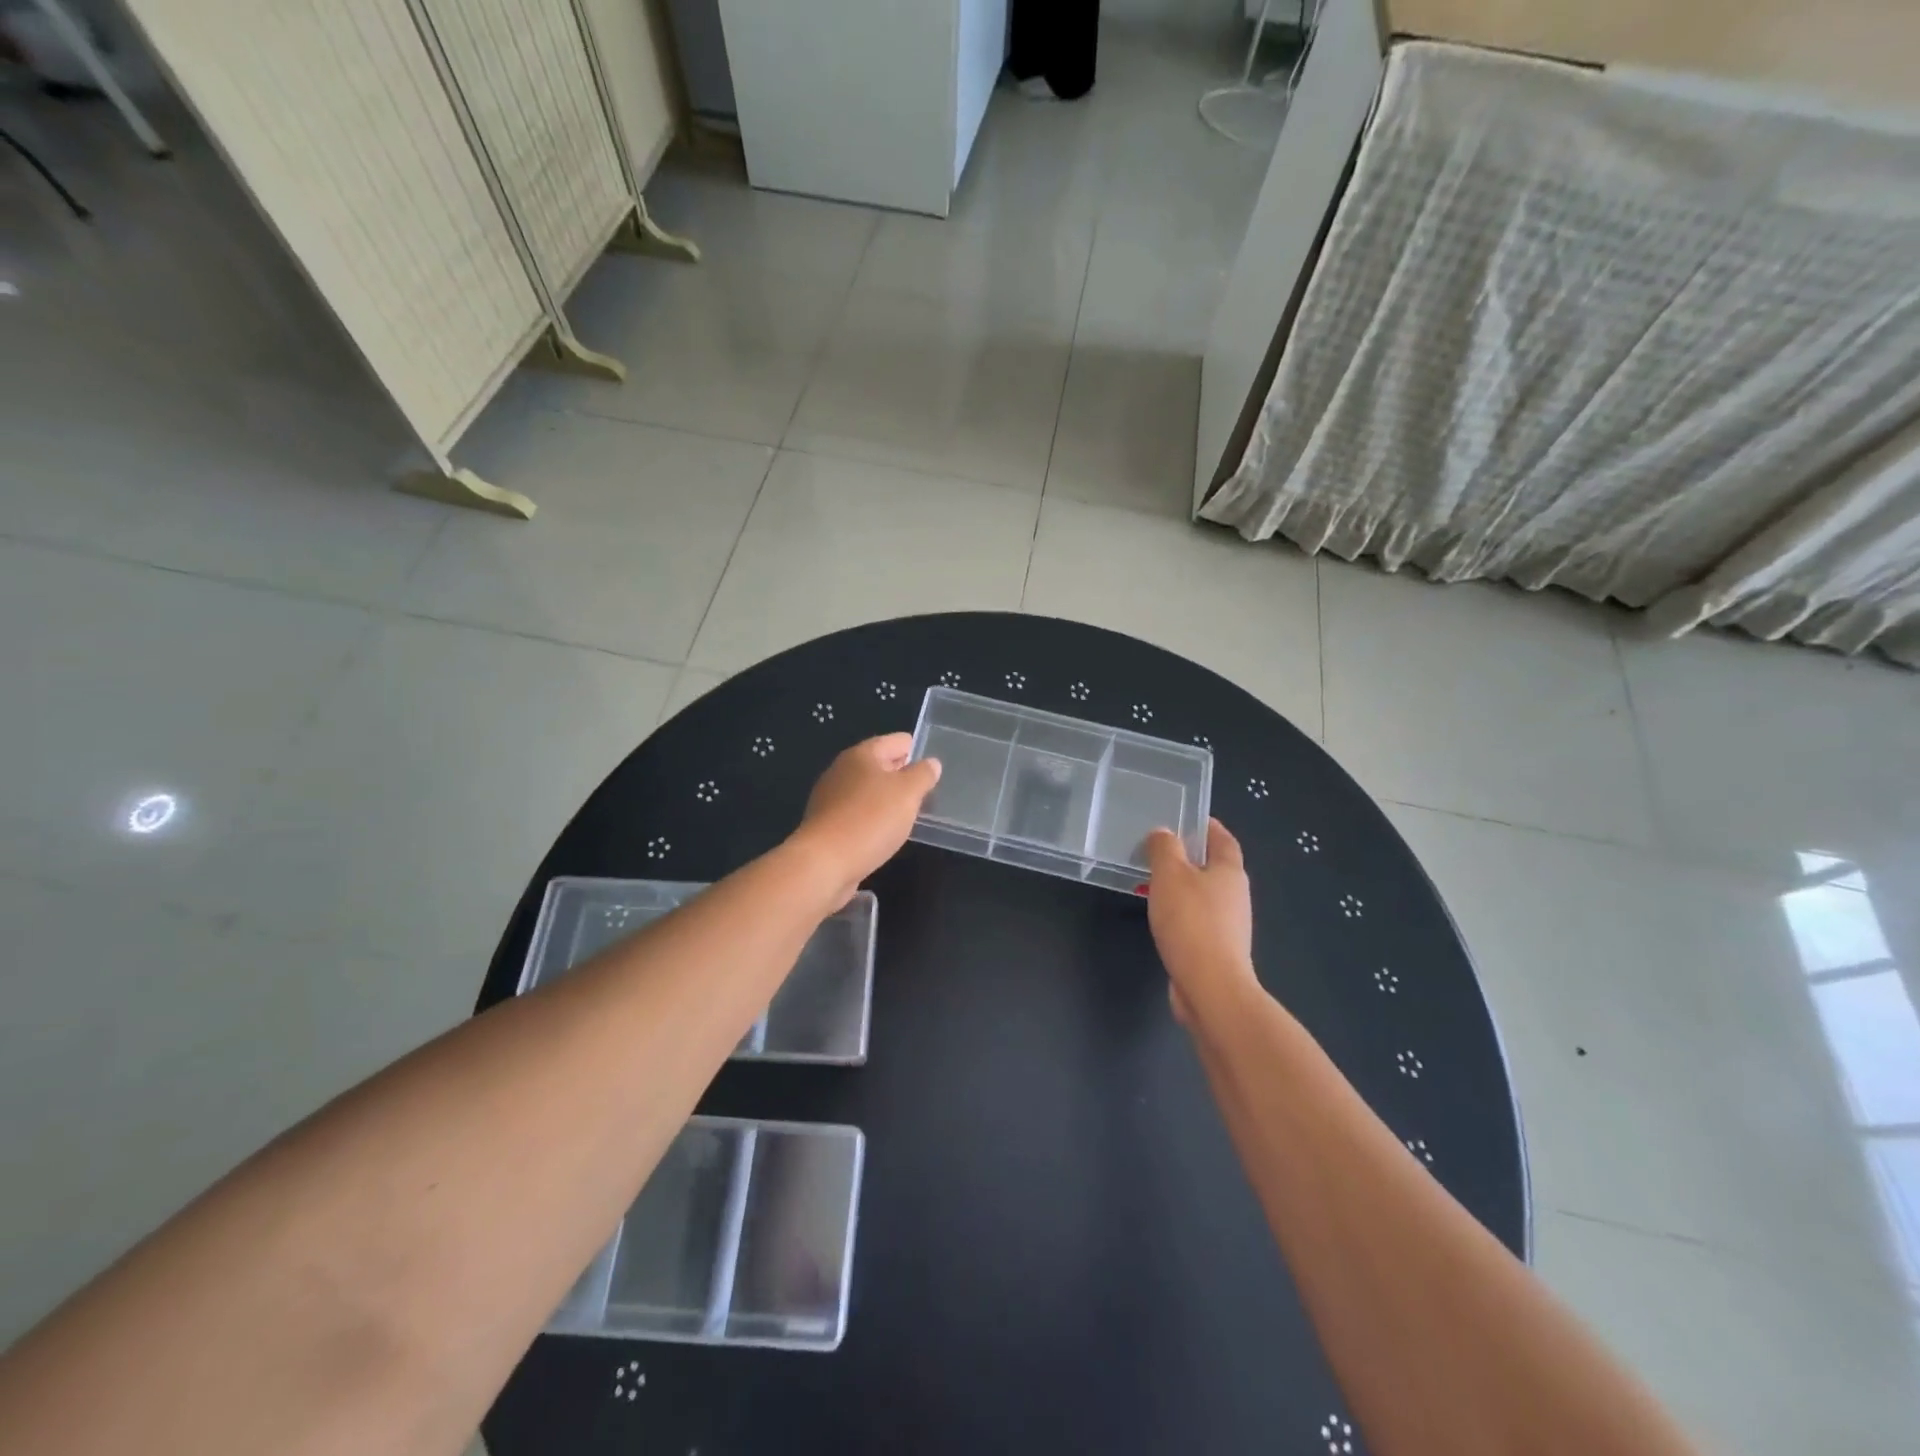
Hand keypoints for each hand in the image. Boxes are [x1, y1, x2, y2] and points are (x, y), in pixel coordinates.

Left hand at [789, 734, 941, 906]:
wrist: (824, 863)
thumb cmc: (870, 820)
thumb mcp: (908, 793)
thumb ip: (923, 775)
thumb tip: (931, 763)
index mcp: (862, 754)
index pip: (897, 741)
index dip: (917, 751)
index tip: (933, 770)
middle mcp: (843, 770)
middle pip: (880, 765)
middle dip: (903, 776)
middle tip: (926, 793)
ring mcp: (831, 797)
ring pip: (868, 790)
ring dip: (887, 800)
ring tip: (909, 815)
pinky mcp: (826, 823)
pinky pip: (857, 813)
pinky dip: (872, 818)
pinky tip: (884, 833)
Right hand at [1144, 819, 1256, 1025]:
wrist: (1211, 986)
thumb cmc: (1191, 922)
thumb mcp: (1170, 874)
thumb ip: (1164, 848)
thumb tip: (1164, 833)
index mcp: (1230, 871)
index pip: (1223, 838)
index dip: (1207, 825)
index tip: (1186, 817)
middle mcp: (1235, 895)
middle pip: (1214, 866)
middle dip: (1190, 856)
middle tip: (1159, 849)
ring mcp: (1229, 925)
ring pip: (1204, 894)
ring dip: (1183, 886)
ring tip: (1153, 881)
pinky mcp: (1217, 949)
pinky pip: (1197, 919)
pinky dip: (1181, 912)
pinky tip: (1161, 918)